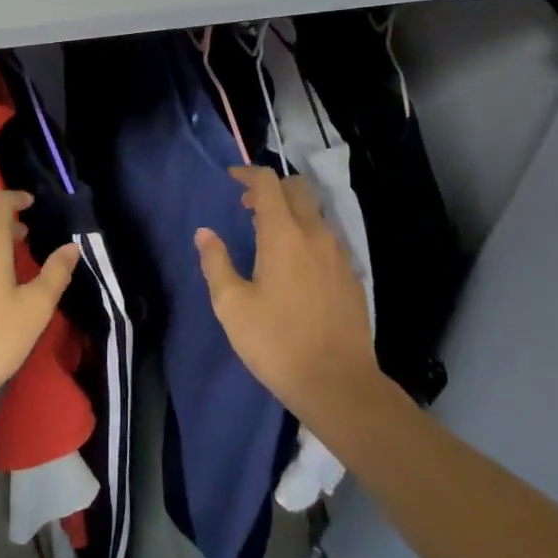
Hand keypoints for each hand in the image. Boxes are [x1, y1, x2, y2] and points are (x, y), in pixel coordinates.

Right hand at [196, 167, 380, 424]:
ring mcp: (339, 254)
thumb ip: (216, 263)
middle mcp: (316, 234)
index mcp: (284, 235)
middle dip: (272, 188)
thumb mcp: (232, 306)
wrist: (339, 384)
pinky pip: (328, 239)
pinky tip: (297, 267)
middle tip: (249, 208)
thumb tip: (205, 234)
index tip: (232, 179)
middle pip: (298, 188)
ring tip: (270, 238)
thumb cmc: (277, 343)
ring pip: (316, 213)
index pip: (268, 183)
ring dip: (292, 212)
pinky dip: (309, 236)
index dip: (248, 174)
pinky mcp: (352, 276)